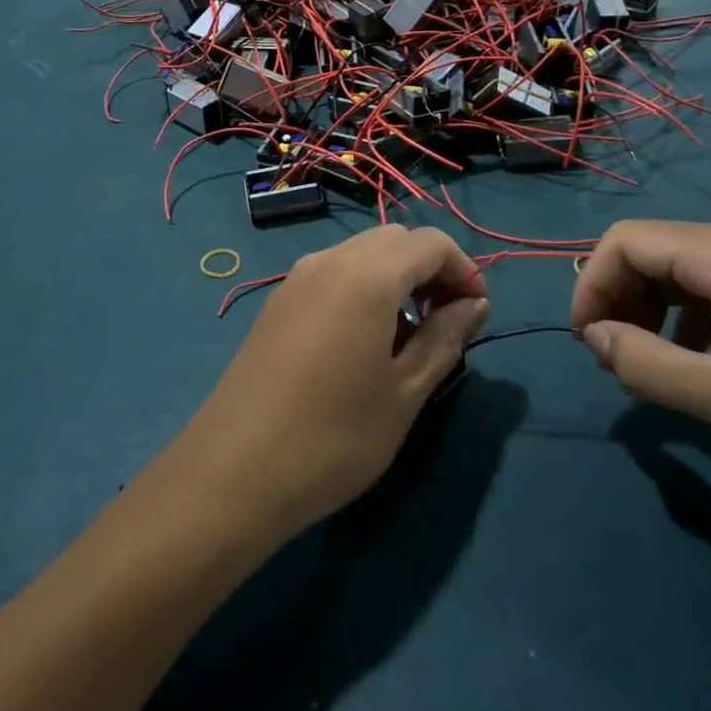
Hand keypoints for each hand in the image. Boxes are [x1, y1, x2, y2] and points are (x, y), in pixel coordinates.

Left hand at [176, 226, 489, 540]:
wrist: (234, 470)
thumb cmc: (334, 437)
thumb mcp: (405, 393)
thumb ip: (445, 339)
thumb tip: (474, 306)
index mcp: (367, 274)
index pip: (432, 242)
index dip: (464, 270)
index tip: (476, 315)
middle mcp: (329, 260)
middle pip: (395, 240)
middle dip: (430, 269)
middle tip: (445, 323)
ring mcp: (296, 279)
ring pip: (361, 254)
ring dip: (395, 278)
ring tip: (406, 336)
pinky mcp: (277, 302)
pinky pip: (332, 273)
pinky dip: (362, 287)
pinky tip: (362, 340)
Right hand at [572, 217, 710, 482]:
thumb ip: (643, 363)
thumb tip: (594, 336)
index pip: (627, 241)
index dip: (593, 285)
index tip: (588, 342)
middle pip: (655, 250)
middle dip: (622, 299)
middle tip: (619, 359)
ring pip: (686, 267)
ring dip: (655, 310)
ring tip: (654, 366)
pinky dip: (692, 314)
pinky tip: (703, 360)